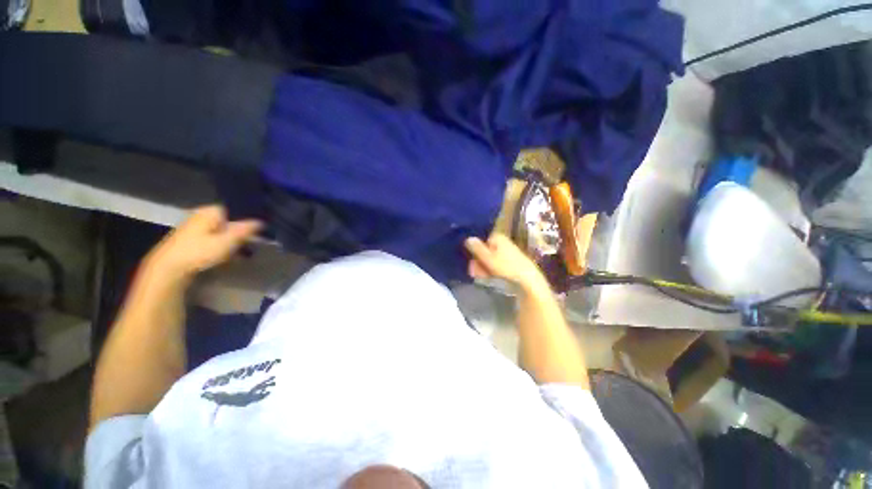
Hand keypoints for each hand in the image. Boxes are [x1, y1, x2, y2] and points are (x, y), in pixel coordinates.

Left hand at [145, 205, 261, 281]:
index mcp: (211, 211)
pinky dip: (223, 245)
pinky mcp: (191, 238)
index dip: (249, 220)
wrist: (168, 268)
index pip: (237, 210)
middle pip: (229, 221)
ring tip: (244, 251)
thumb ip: (245, 230)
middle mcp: (202, 214)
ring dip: (233, 240)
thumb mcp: (227, 242)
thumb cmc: (199, 252)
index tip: (259, 231)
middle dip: (242, 232)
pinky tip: (229, 255)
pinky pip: (214, 237)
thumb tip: (261, 221)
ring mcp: (195, 226)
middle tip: (253, 243)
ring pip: (222, 230)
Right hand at [464, 233, 547, 290]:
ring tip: (482, 277)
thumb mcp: (487, 257)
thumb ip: (476, 248)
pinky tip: (490, 278)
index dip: (474, 251)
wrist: (528, 281)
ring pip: (490, 259)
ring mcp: (508, 253)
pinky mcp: (512, 264)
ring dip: (483, 268)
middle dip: (478, 262)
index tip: (471, 260)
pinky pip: (498, 266)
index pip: (481, 240)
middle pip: (485, 251)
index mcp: (498, 237)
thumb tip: (467, 238)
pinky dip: (492, 271)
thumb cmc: (506, 267)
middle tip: (475, 272)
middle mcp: (503, 242)